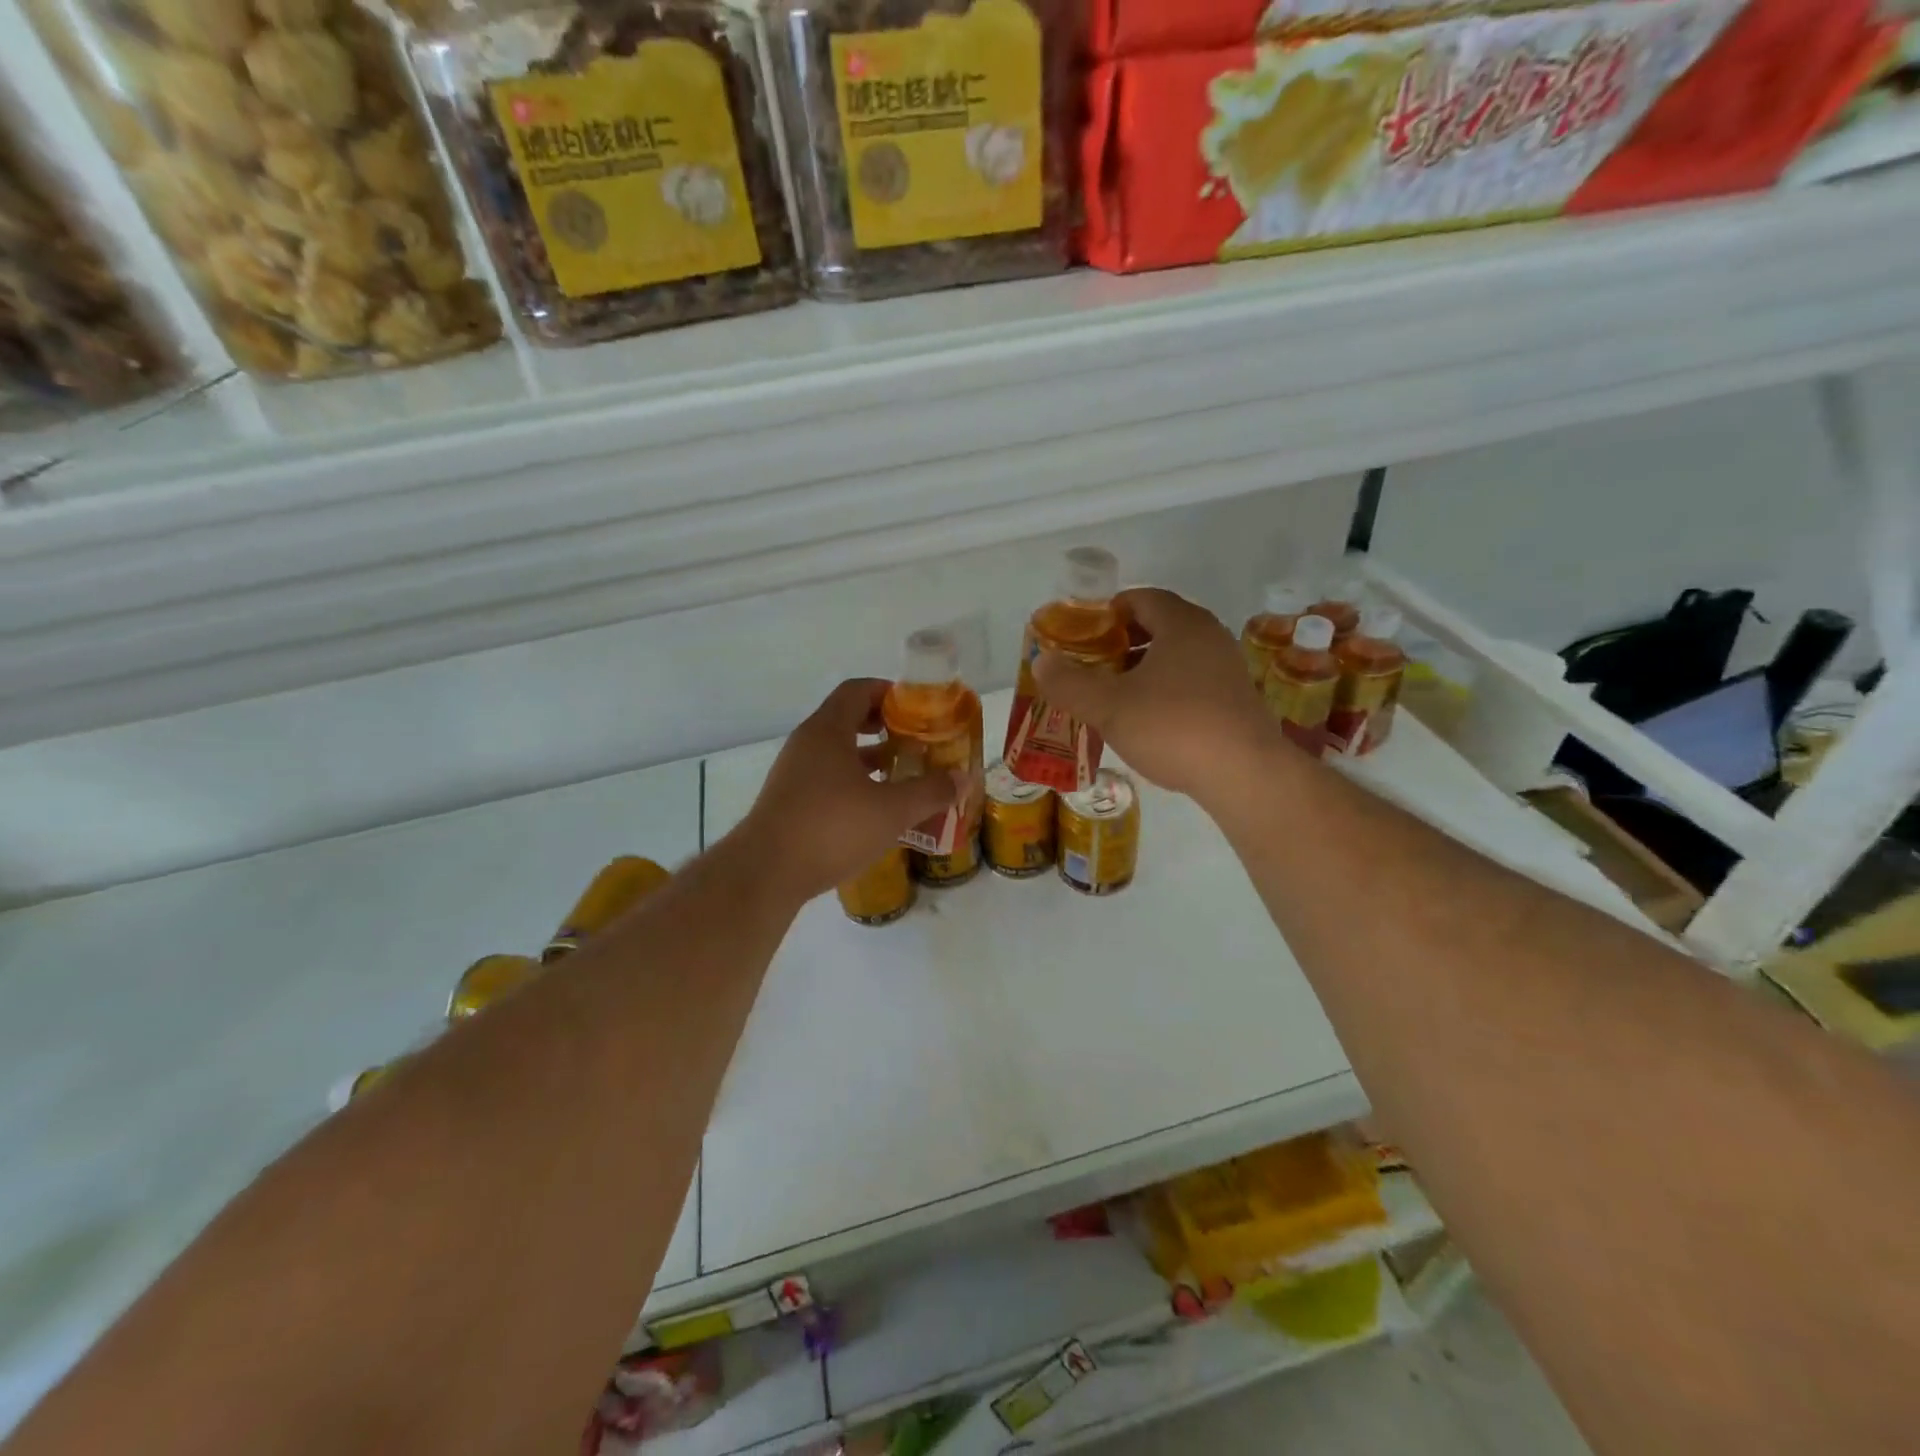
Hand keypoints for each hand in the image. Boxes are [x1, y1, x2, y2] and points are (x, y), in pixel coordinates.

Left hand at [737, 679, 965, 902]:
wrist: (766, 873)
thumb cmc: (831, 828)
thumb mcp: (892, 810)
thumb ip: (930, 791)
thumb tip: (962, 778)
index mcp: (828, 730)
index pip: (858, 690)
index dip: (889, 692)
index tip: (917, 708)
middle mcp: (806, 744)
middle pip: (847, 718)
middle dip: (884, 726)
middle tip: (916, 740)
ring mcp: (793, 773)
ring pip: (836, 752)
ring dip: (869, 757)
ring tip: (901, 772)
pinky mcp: (788, 801)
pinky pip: (826, 777)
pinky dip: (852, 781)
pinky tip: (873, 807)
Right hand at [1034, 589, 1281, 803]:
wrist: (1245, 774)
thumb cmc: (1173, 727)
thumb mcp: (1108, 706)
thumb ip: (1069, 682)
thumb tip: (1041, 661)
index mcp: (1181, 624)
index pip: (1140, 598)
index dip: (1107, 613)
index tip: (1082, 637)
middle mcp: (1209, 636)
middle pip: (1158, 625)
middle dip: (1121, 643)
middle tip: (1091, 667)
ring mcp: (1227, 668)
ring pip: (1175, 656)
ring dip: (1142, 669)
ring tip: (1113, 696)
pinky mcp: (1235, 700)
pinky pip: (1191, 681)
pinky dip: (1165, 690)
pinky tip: (1148, 721)